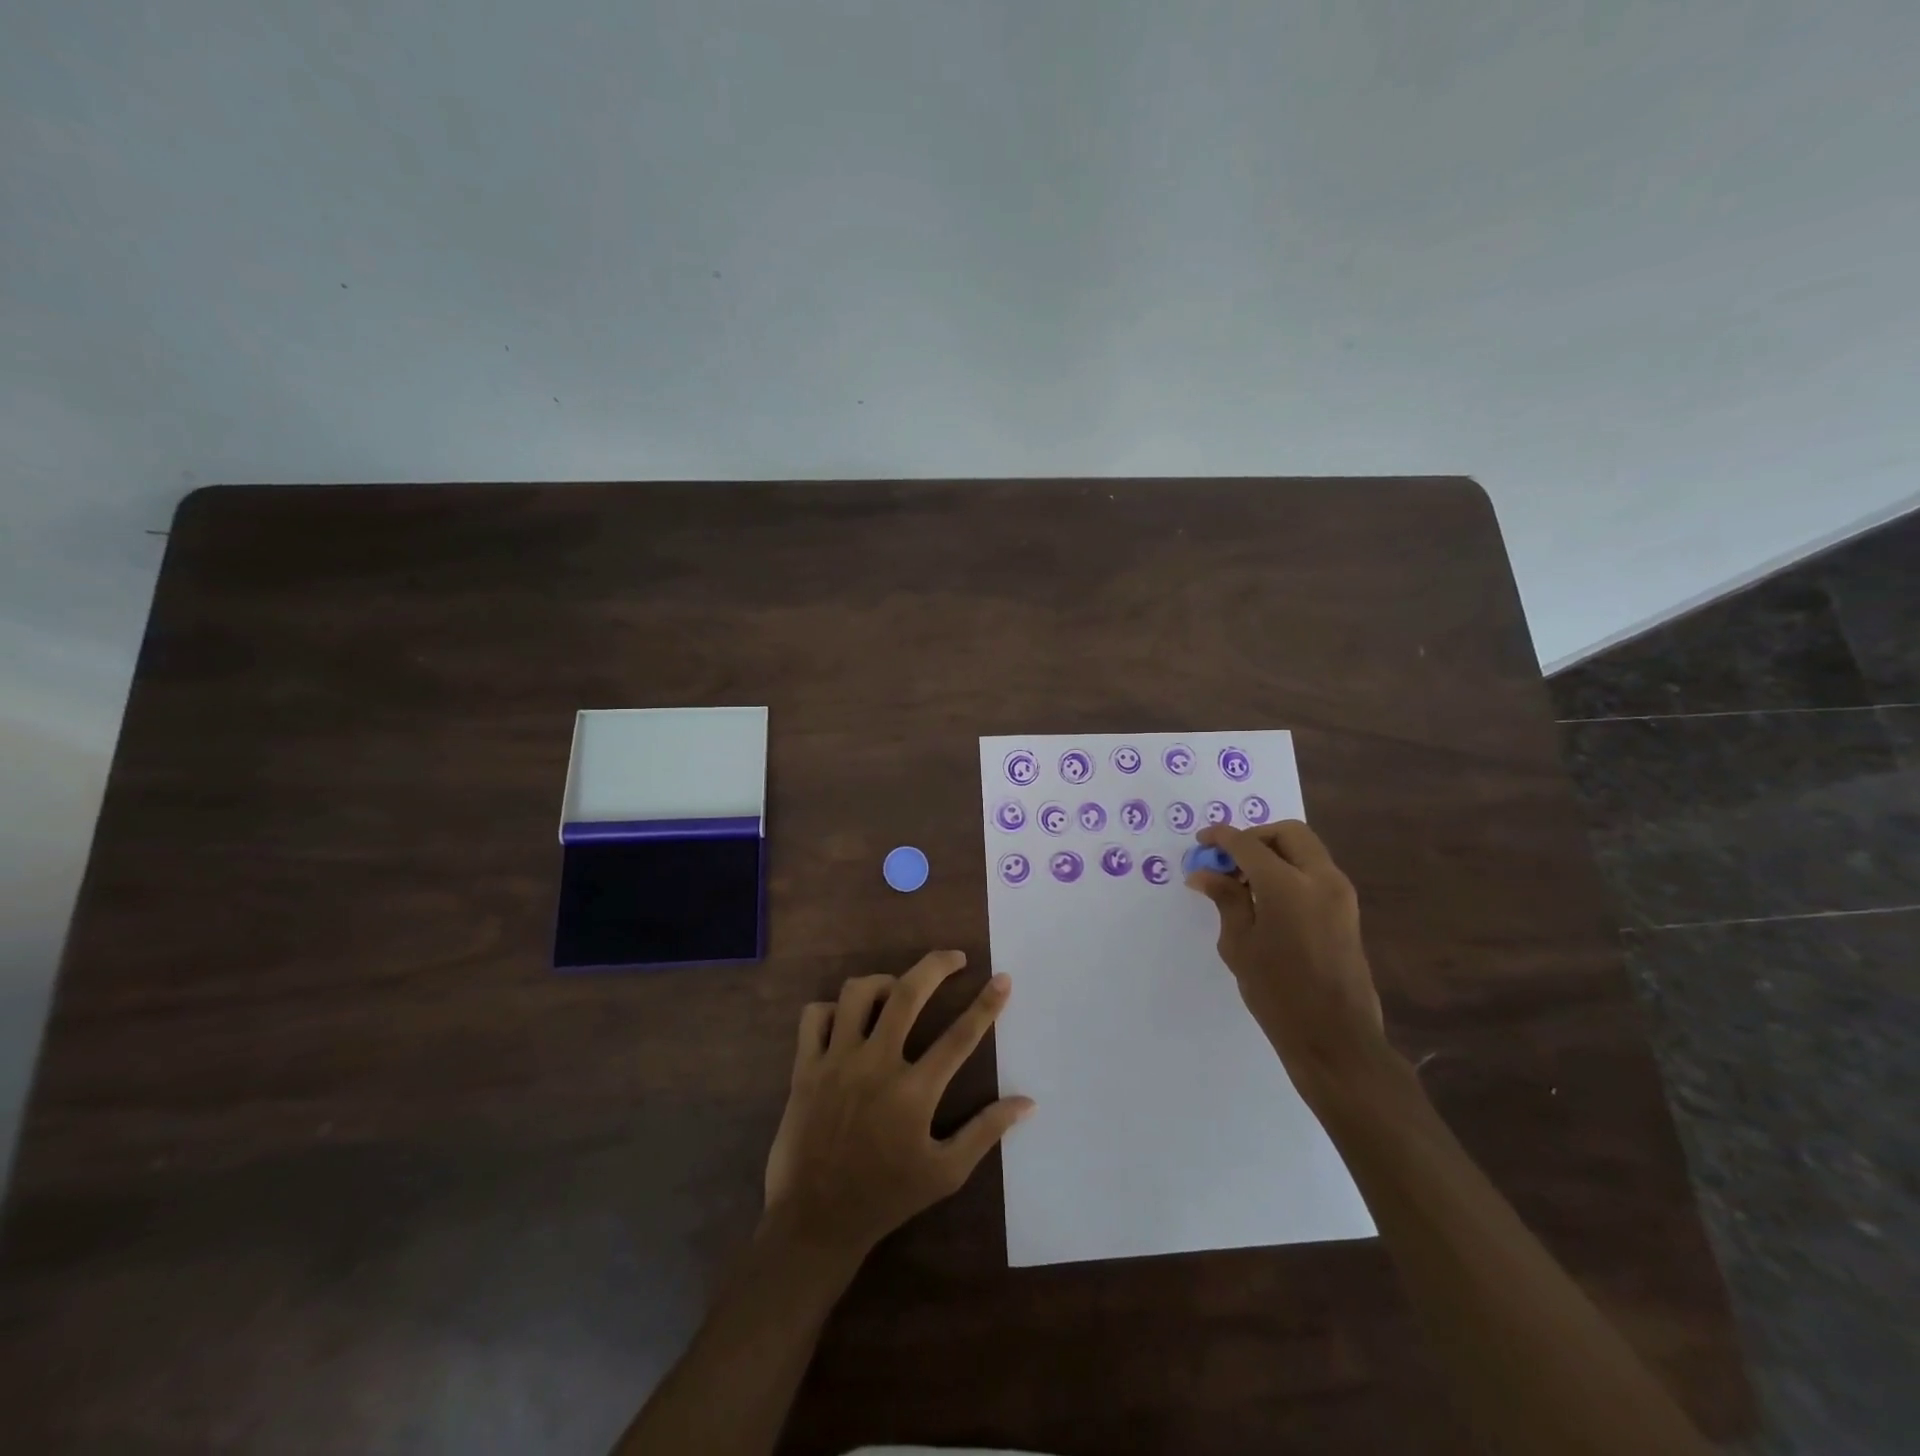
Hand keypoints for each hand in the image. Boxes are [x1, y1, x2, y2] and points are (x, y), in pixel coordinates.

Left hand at [761, 951, 1034, 1260]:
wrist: (813, 1222)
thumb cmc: (885, 1197)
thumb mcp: (945, 1173)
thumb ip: (986, 1132)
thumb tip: (1027, 1102)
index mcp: (913, 1092)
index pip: (960, 1036)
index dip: (987, 1003)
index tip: (1003, 978)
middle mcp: (875, 1065)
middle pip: (907, 994)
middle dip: (936, 966)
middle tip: (955, 958)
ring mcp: (836, 1062)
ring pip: (858, 993)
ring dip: (883, 982)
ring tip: (898, 990)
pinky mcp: (804, 1067)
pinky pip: (815, 1015)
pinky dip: (833, 1008)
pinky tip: (848, 1020)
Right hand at [1185, 821, 1387, 1106]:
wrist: (1335, 1038)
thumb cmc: (1278, 993)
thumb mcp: (1240, 944)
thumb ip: (1225, 899)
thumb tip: (1204, 873)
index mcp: (1288, 885)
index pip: (1248, 844)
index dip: (1221, 837)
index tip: (1201, 843)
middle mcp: (1320, 879)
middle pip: (1287, 833)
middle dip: (1254, 837)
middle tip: (1228, 860)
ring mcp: (1340, 893)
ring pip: (1305, 849)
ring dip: (1273, 852)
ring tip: (1243, 882)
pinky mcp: (1347, 910)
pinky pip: (1315, 871)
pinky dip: (1290, 869)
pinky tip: (1266, 898)